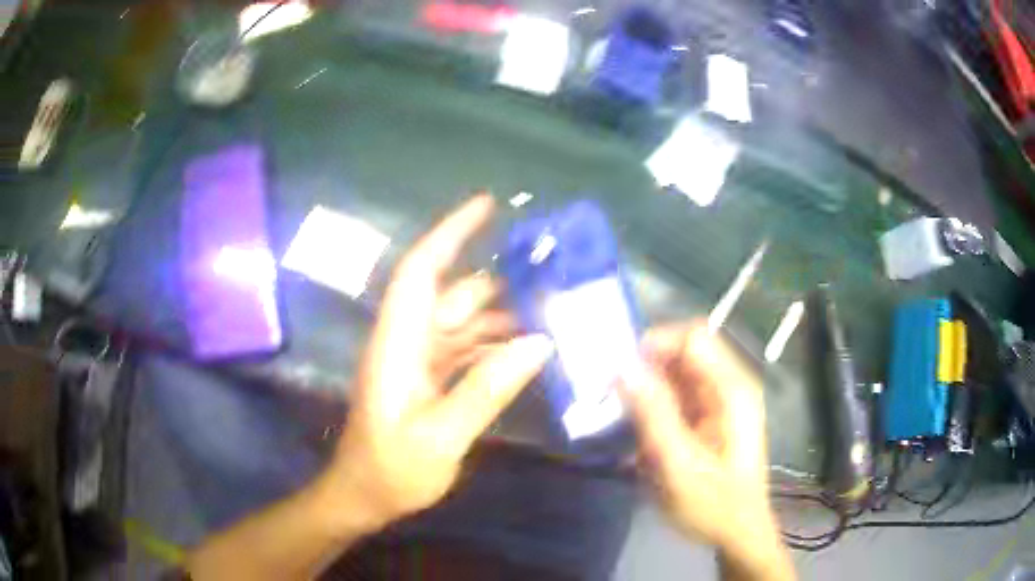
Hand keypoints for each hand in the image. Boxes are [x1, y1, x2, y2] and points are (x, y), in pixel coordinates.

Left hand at [316, 195, 553, 531]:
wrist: (363, 496)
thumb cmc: (391, 470)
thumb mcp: (440, 437)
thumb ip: (486, 389)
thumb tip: (538, 343)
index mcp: (398, 344)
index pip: (420, 271)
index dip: (450, 233)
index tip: (486, 206)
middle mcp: (407, 341)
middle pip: (453, 297)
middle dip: (500, 284)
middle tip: (553, 279)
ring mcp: (418, 361)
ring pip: (464, 323)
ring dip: (503, 318)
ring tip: (553, 316)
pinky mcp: (427, 379)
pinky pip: (466, 350)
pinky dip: (495, 347)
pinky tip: (529, 353)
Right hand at [620, 322, 793, 580]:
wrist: (736, 534)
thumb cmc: (714, 504)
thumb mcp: (679, 465)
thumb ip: (654, 415)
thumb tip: (623, 368)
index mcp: (731, 390)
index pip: (692, 338)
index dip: (655, 345)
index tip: (619, 371)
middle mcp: (729, 386)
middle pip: (683, 353)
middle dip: (646, 368)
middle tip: (610, 394)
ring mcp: (720, 401)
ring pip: (676, 374)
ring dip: (646, 389)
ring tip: (618, 415)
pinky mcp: (709, 417)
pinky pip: (677, 396)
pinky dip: (653, 406)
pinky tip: (637, 431)